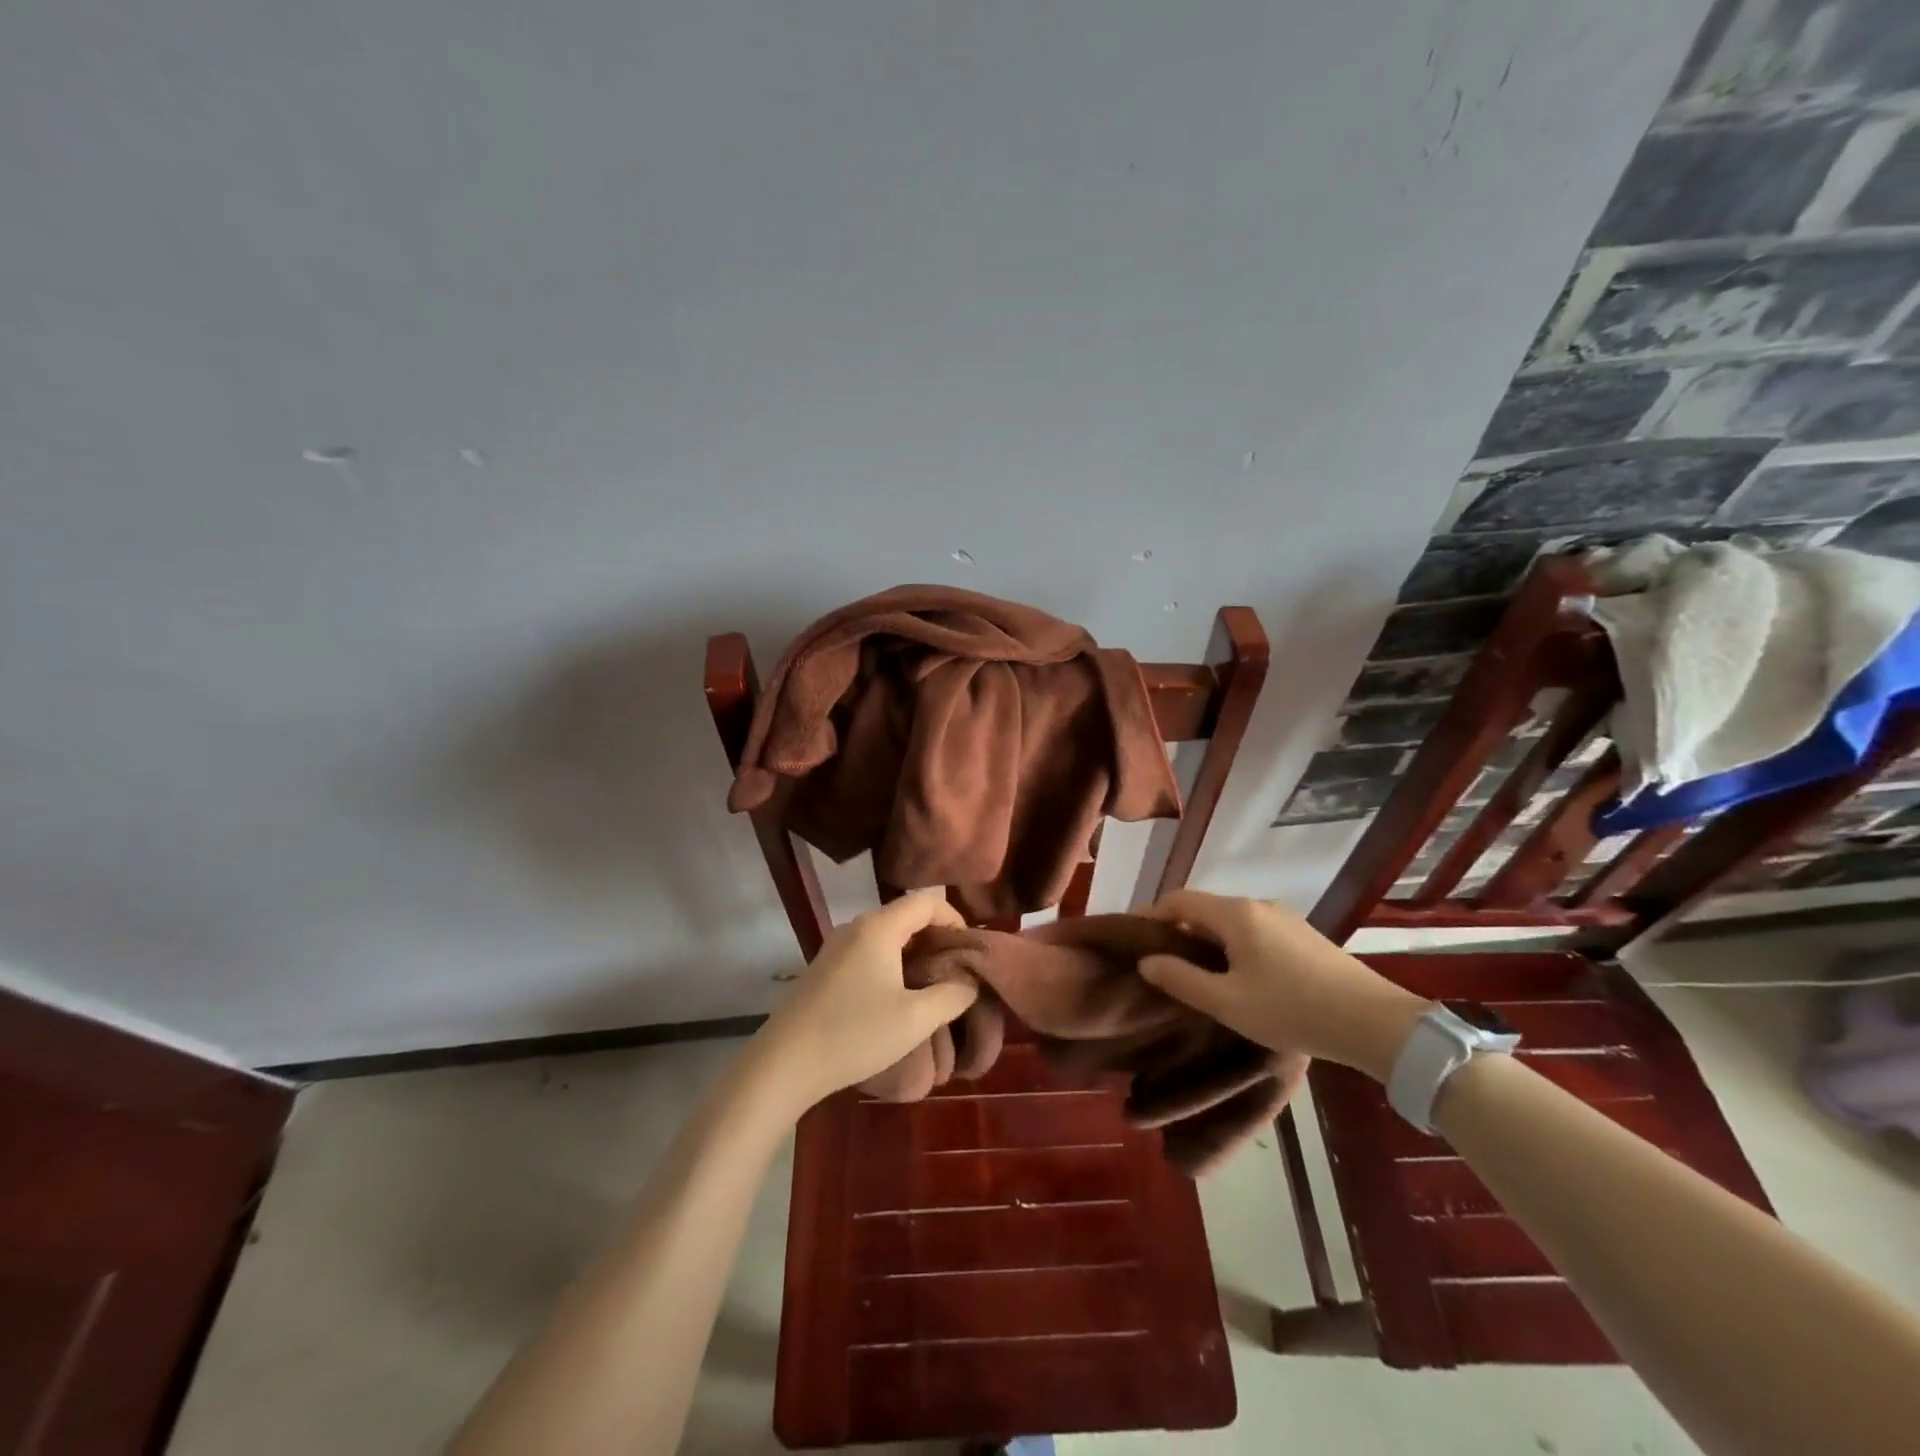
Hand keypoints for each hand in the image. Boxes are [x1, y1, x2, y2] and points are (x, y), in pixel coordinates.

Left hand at [753, 892, 979, 1110]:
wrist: (785, 1063)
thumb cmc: (855, 1033)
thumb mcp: (915, 1019)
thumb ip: (952, 994)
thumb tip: (969, 981)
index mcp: (879, 927)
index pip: (926, 901)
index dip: (954, 918)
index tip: (969, 950)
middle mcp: (856, 926)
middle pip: (906, 915)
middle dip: (936, 938)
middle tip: (957, 971)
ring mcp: (836, 947)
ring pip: (887, 935)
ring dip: (914, 953)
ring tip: (933, 986)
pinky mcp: (825, 968)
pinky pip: (869, 951)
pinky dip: (892, 963)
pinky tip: (898, 996)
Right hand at [1137, 890, 1426, 1081]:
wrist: (1373, 1022)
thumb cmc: (1291, 1009)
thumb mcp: (1227, 1002)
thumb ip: (1181, 979)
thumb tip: (1146, 962)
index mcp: (1235, 914)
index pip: (1178, 900)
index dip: (1150, 915)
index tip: (1132, 937)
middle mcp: (1258, 905)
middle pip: (1204, 907)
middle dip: (1178, 929)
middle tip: (1161, 960)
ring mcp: (1285, 918)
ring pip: (1230, 920)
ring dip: (1206, 939)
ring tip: (1196, 971)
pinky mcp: (1303, 935)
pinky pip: (1253, 930)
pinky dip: (1233, 944)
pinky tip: (1238, 975)